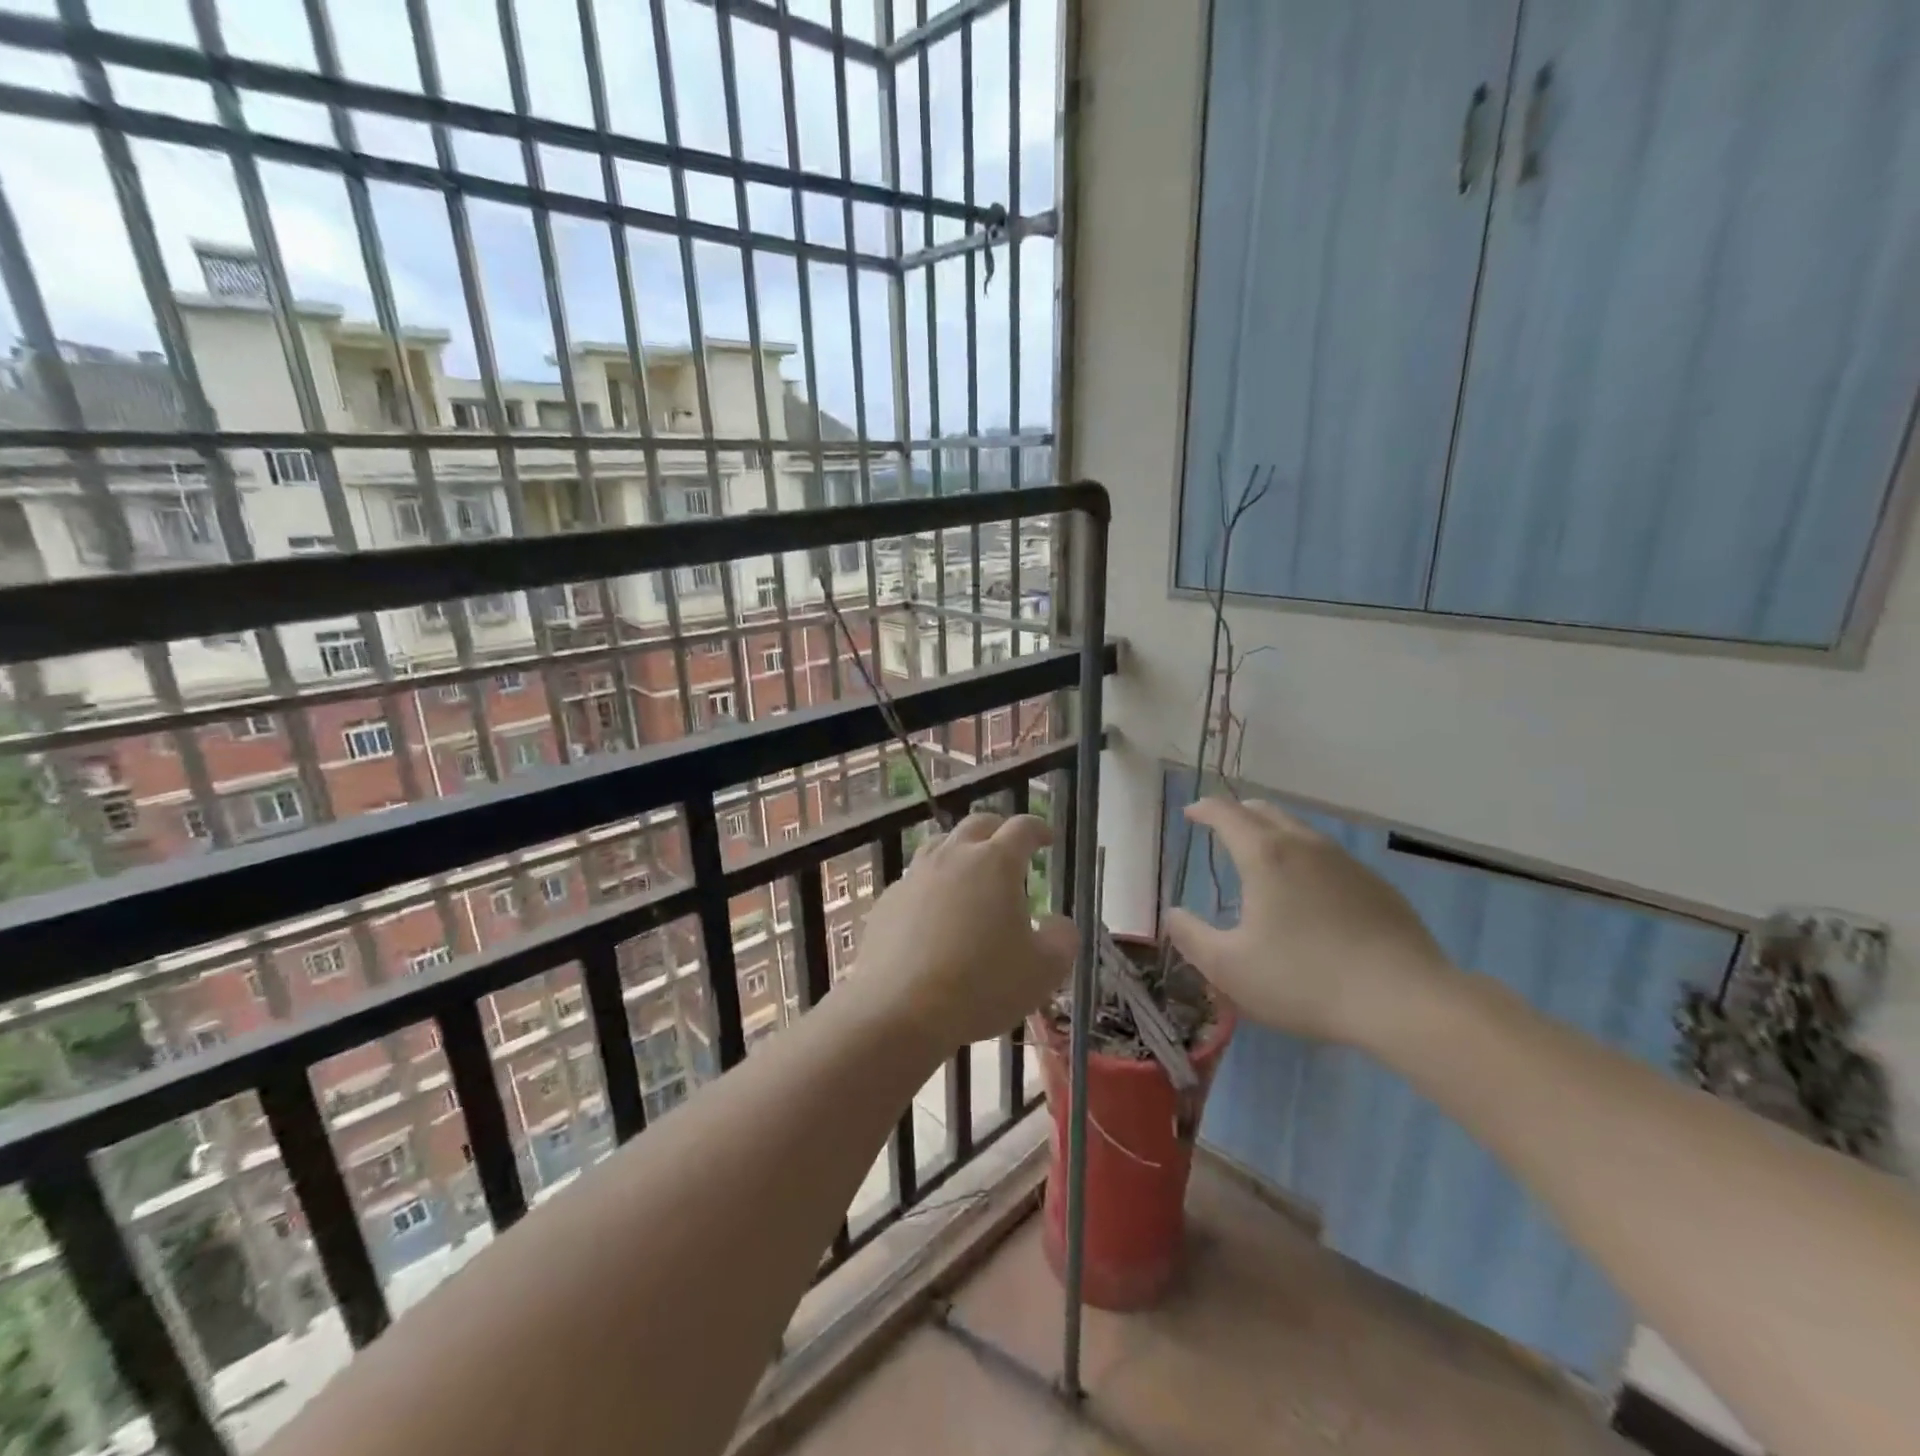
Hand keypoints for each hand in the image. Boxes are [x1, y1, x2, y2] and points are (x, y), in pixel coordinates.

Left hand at [854, 811, 1077, 1050]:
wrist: (899, 1011)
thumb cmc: (981, 985)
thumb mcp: (1043, 970)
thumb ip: (1061, 939)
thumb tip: (1057, 922)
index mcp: (995, 863)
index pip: (1022, 828)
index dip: (1038, 829)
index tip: (1047, 838)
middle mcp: (952, 857)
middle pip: (977, 825)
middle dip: (997, 831)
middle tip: (1009, 850)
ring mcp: (914, 877)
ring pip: (939, 846)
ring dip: (960, 852)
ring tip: (969, 875)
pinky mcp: (886, 901)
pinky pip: (914, 881)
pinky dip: (931, 887)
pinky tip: (933, 916)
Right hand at [1165, 798, 1452, 1047]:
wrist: (1406, 1001)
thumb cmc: (1304, 980)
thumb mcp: (1229, 968)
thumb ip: (1191, 937)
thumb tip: (1172, 914)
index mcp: (1265, 855)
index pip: (1226, 814)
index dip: (1203, 809)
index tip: (1190, 814)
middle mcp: (1305, 846)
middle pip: (1266, 812)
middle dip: (1238, 813)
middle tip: (1221, 827)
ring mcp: (1347, 863)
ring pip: (1301, 832)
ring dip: (1273, 834)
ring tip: (1262, 858)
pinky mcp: (1377, 887)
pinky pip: (1329, 858)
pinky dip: (1305, 860)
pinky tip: (1309, 894)